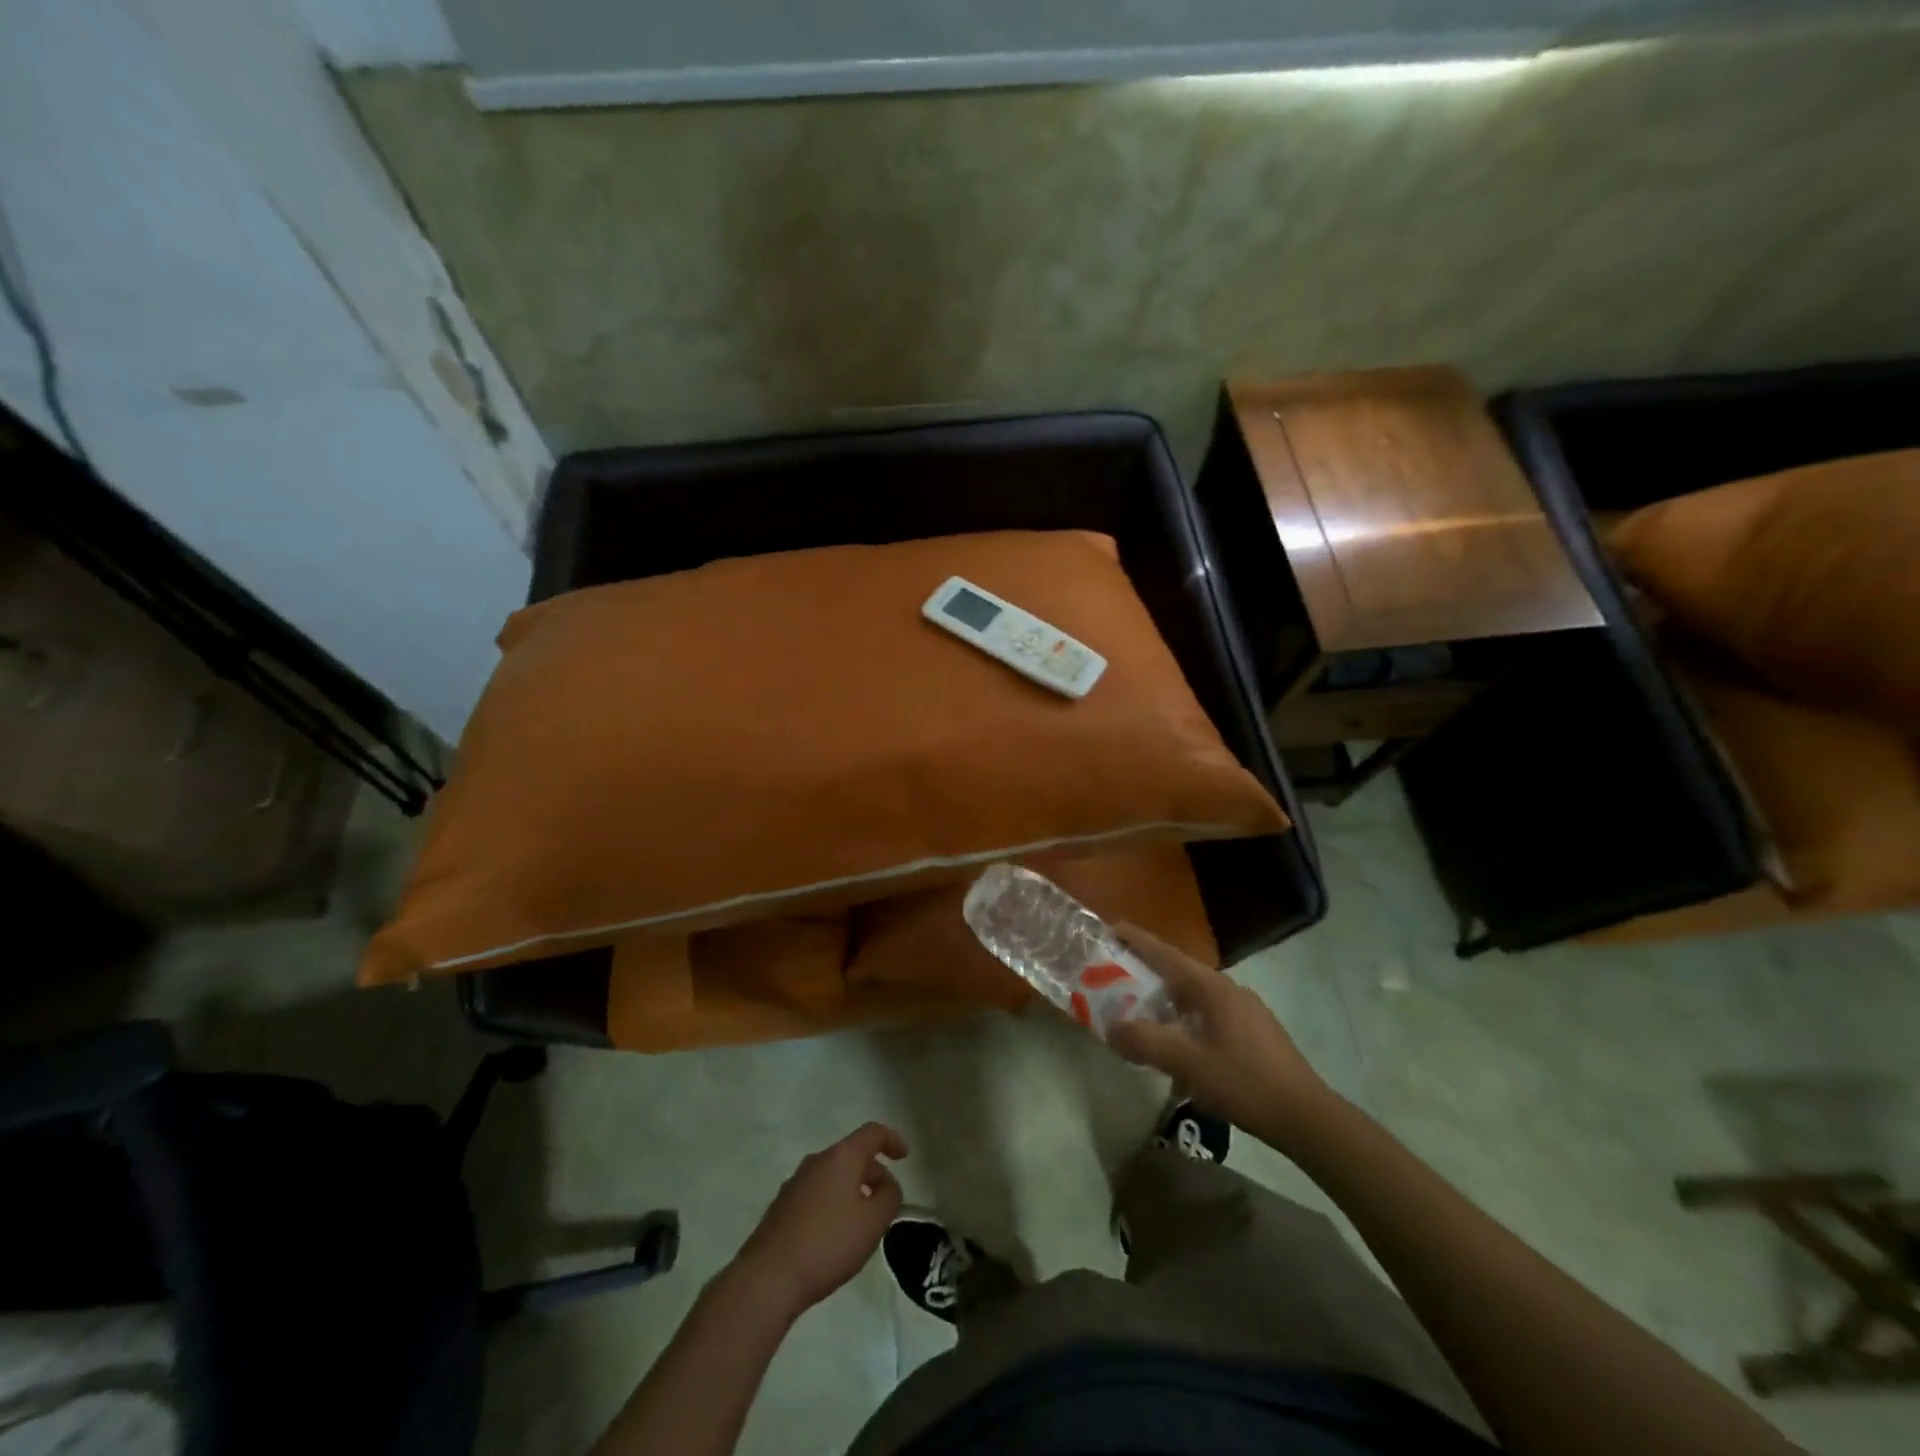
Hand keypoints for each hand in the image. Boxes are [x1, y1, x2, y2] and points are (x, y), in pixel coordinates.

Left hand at [731, 1122, 907, 1318]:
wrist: (768, 1277)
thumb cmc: (828, 1243)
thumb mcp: (873, 1222)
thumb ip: (889, 1198)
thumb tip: (886, 1187)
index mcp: (841, 1156)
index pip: (872, 1133)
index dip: (892, 1140)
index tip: (905, 1157)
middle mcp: (816, 1161)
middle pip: (852, 1156)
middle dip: (874, 1174)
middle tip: (886, 1204)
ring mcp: (795, 1183)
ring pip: (833, 1177)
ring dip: (853, 1192)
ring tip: (862, 1225)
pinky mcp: (781, 1207)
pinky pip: (817, 1195)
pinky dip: (833, 1205)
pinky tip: (834, 1238)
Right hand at [1106, 924, 1336, 1151]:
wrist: (1306, 1118)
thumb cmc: (1245, 1083)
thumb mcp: (1188, 1063)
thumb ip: (1145, 1042)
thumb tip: (1111, 1028)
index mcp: (1211, 987)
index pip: (1165, 954)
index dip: (1136, 940)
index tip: (1110, 927)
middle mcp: (1228, 990)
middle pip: (1177, 974)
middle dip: (1145, 974)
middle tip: (1112, 978)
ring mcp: (1244, 1011)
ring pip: (1193, 998)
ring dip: (1165, 1003)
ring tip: (1139, 1016)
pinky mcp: (1253, 1034)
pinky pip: (1207, 1017)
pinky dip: (1184, 1023)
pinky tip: (1178, 1051)